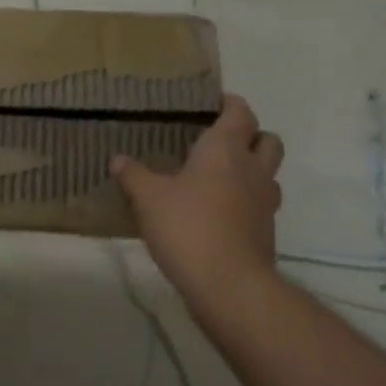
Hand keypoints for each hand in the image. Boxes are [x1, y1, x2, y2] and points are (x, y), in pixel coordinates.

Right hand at [111, 94, 284, 306]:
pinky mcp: (266, 231)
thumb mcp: (148, 197)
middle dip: (251, 135)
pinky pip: (260, 204)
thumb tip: (118, 159)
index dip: (230, 104)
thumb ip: (133, 175)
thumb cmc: (187, 226)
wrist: (228, 284)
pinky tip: (218, 211)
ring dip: (252, 169)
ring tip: (220, 177)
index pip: (240, 113)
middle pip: (268, 140)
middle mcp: (251, 170)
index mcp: (225, 150)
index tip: (214, 102)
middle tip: (221, 140)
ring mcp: (264, 202)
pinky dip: (245, 201)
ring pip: (268, 173)